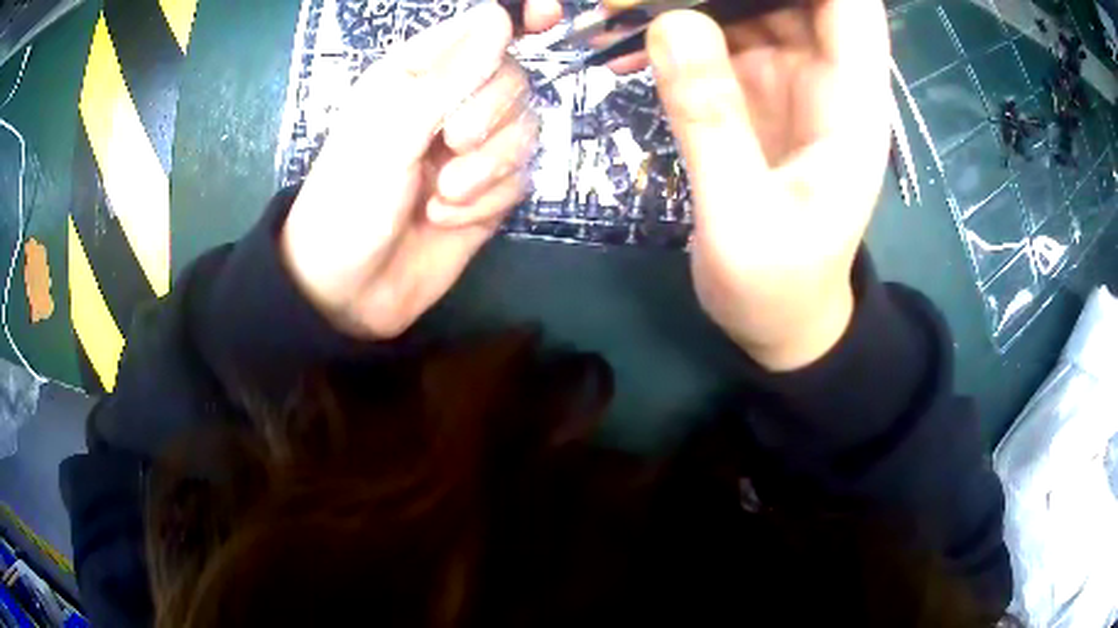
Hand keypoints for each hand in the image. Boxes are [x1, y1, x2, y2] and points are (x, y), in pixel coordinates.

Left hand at [281, 2, 560, 338]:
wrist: (349, 291)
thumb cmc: (350, 200)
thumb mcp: (390, 130)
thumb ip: (449, 74)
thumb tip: (499, 16)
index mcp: (418, 75)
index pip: (479, 29)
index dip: (516, 18)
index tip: (549, 17)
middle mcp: (450, 105)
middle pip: (514, 80)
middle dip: (491, 113)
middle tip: (451, 141)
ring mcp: (471, 151)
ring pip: (523, 131)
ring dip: (486, 167)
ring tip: (441, 194)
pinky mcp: (487, 193)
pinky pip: (518, 179)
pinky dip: (485, 200)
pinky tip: (446, 217)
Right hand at [642, 0, 891, 369]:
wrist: (783, 320)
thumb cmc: (778, 287)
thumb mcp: (741, 219)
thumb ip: (711, 122)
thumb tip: (669, 22)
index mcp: (852, 104)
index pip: (850, 4)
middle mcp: (827, 76)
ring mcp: (789, 79)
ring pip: (747, 5)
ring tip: (619, 5)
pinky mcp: (755, 91)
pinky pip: (718, 38)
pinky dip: (676, 29)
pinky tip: (627, 40)